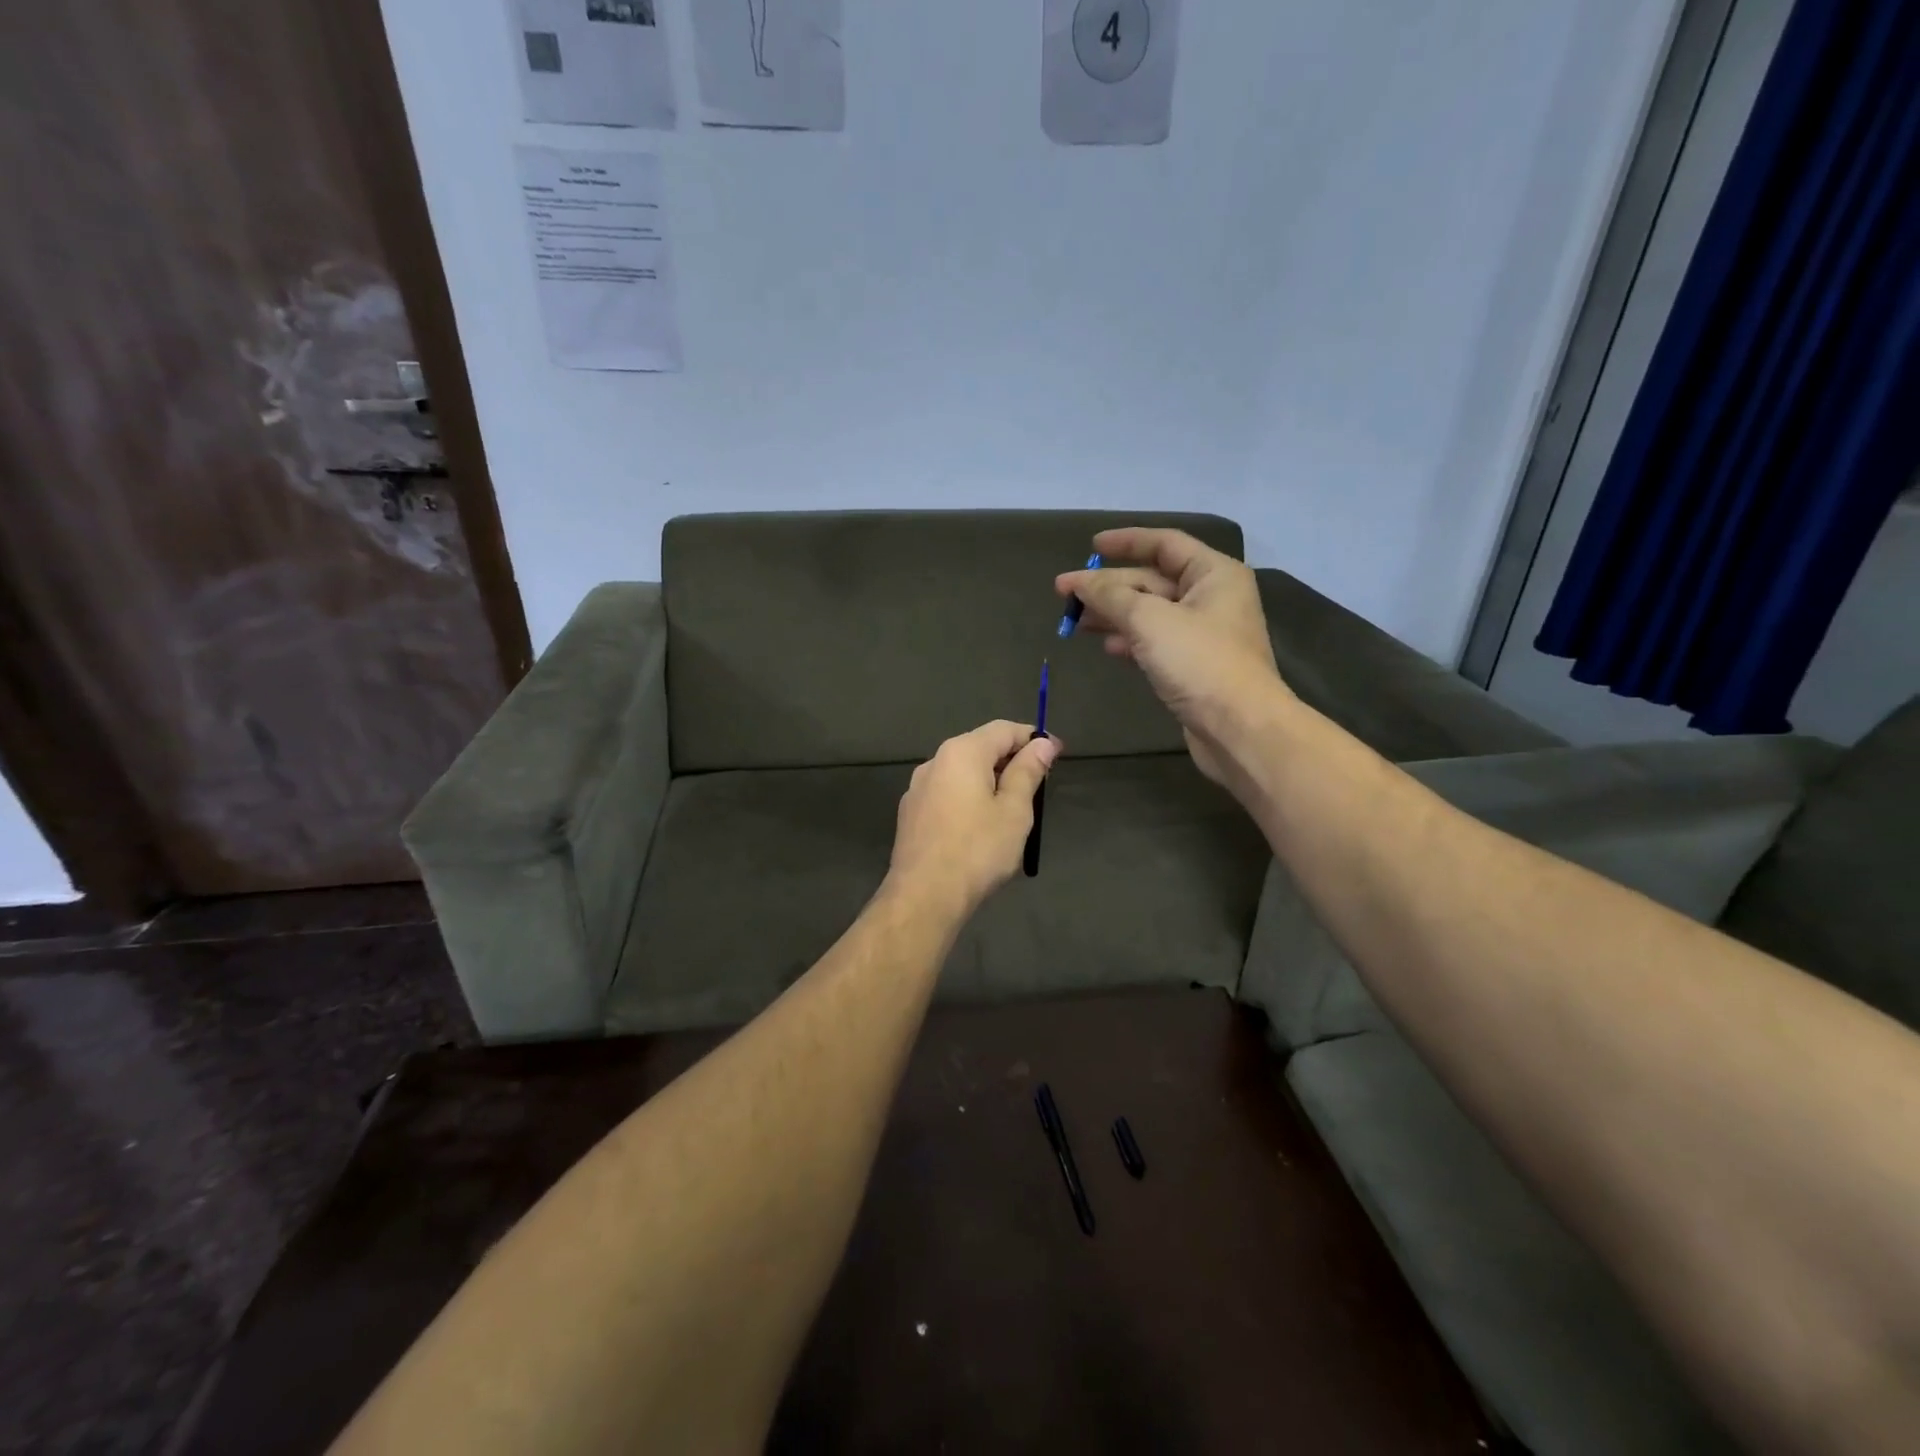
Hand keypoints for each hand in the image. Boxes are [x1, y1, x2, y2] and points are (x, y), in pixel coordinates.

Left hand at [888, 721, 1058, 914]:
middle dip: (1011, 760)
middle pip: (980, 748)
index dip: (1033, 738)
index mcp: (962, 752)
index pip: (1003, 730)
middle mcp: (934, 761)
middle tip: (1038, 784)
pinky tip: (979, 827)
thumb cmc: (977, 850)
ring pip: (961, 773)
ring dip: (989, 781)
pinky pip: (947, 794)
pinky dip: (968, 799)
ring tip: (1012, 808)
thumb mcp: (1014, 810)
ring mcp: (917, 788)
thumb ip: (1027, 772)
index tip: (1056, 754)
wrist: (924, 896)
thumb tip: (1041, 744)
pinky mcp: (910, 814)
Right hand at [1057, 527, 1287, 784]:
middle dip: (1108, 586)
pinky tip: (1106, 647)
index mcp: (1213, 574)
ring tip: (1075, 621)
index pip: (1164, 544)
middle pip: (1152, 580)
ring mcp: (1202, 634)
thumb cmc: (1199, 663)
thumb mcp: (1149, 621)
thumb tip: (1080, 582)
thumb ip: (1111, 596)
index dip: (1126, 541)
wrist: (1239, 728)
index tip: (1090, 546)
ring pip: (1149, 614)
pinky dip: (1129, 640)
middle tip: (1063, 592)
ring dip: (1113, 614)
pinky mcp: (1192, 666)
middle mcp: (1211, 598)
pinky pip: (1154, 642)